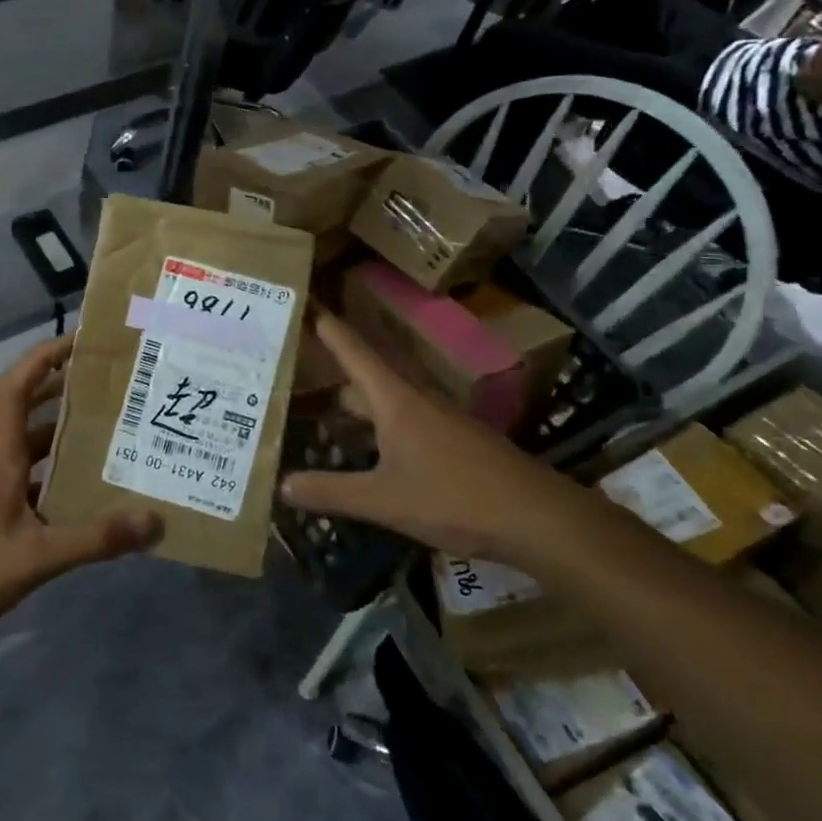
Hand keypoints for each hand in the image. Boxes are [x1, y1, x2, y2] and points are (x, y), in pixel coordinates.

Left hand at [0, 337, 161, 628]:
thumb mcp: (39, 555)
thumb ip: (95, 539)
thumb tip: (152, 520)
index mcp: (0, 453)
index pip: (16, 387)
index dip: (43, 358)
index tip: (78, 342)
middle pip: (26, 405)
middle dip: (61, 385)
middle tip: (106, 381)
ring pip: (31, 440)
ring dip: (62, 427)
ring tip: (108, 424)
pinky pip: (34, 472)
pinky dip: (59, 467)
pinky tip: (88, 483)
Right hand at [279, 313, 599, 568]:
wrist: (539, 519)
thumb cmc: (456, 498)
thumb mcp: (384, 500)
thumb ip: (331, 492)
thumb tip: (282, 485)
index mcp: (395, 400)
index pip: (351, 349)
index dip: (325, 325)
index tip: (302, 301)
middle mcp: (415, 399)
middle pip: (362, 376)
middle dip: (326, 372)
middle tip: (288, 368)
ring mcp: (437, 420)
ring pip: (382, 401)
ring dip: (349, 404)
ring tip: (312, 412)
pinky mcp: (453, 442)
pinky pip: (400, 421)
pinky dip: (372, 427)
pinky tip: (359, 450)